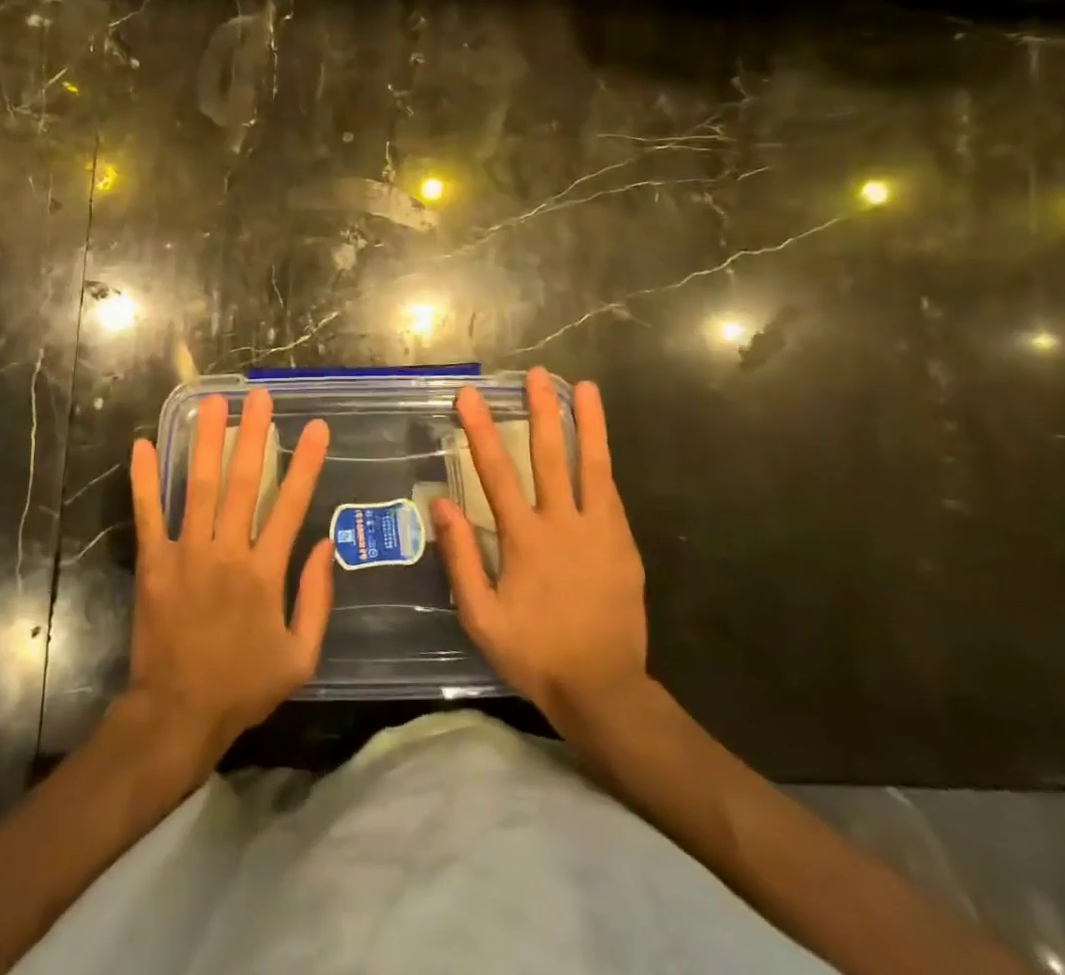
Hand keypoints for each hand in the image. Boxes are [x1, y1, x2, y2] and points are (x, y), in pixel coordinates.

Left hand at [125, 388, 333, 772]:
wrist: (178, 714)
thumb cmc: (243, 686)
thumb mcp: (300, 656)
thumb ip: (317, 599)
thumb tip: (327, 546)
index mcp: (266, 573)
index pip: (291, 505)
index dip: (306, 463)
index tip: (317, 427)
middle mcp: (227, 552)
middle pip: (244, 482)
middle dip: (254, 435)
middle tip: (259, 396)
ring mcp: (187, 553)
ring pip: (200, 486)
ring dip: (207, 441)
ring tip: (212, 402)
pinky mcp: (153, 563)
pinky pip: (148, 514)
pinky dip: (144, 480)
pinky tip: (141, 445)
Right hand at [431, 366, 649, 730]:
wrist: (603, 689)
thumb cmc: (534, 652)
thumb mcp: (480, 616)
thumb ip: (460, 557)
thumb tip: (440, 504)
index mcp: (524, 539)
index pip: (496, 473)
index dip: (481, 431)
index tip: (470, 396)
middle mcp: (563, 524)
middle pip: (550, 456)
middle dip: (541, 411)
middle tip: (536, 375)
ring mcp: (600, 532)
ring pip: (592, 466)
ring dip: (587, 424)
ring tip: (585, 388)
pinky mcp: (624, 545)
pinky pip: (611, 494)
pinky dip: (603, 463)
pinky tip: (599, 446)